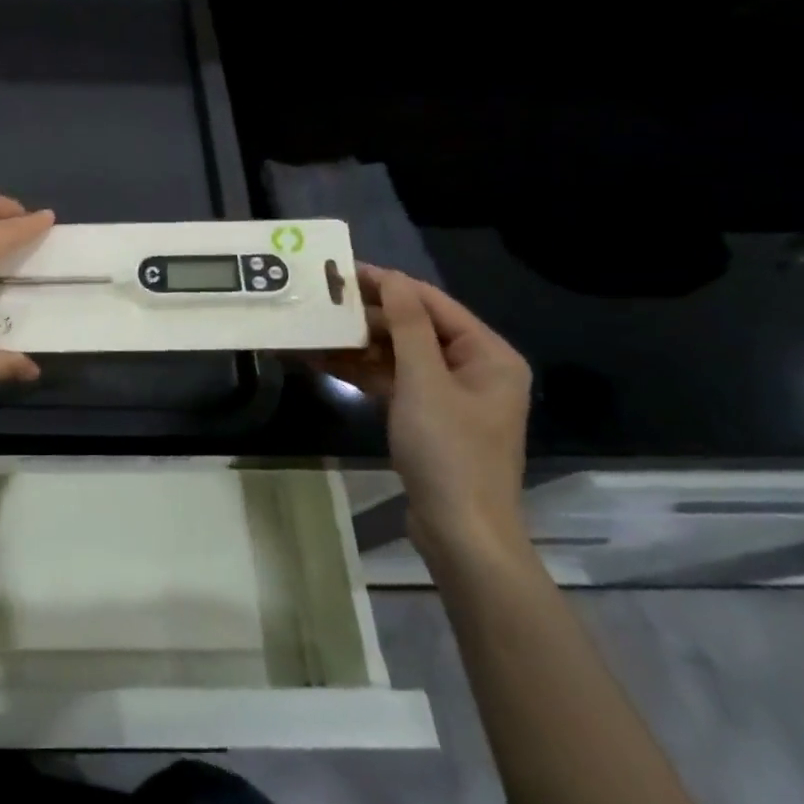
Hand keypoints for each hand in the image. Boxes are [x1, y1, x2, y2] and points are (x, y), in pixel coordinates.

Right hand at [315, 265, 531, 566]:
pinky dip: (364, 371)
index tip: (343, 271)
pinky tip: (325, 362)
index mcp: (488, 354)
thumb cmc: (449, 451)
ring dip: (359, 345)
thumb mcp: (424, 382)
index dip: (389, 285)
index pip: (433, 304)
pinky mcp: (429, 417)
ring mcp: (451, 395)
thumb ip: (408, 326)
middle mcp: (474, 368)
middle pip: (415, 327)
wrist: (460, 532)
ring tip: (315, 330)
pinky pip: (394, 381)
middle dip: (369, 317)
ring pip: (400, 355)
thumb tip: (392, 278)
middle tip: (322, 302)